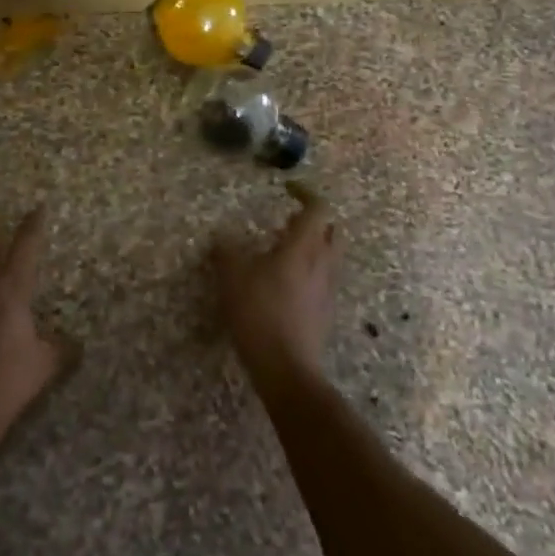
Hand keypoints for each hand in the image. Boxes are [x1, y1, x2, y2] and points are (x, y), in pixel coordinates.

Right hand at [212, 183, 338, 387]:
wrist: (286, 367)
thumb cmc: (259, 312)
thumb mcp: (232, 277)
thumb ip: (226, 252)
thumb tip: (221, 238)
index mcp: (303, 247)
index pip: (318, 208)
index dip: (305, 193)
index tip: (287, 188)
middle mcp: (322, 263)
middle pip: (332, 230)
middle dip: (315, 219)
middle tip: (288, 220)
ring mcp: (328, 289)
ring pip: (330, 255)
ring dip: (313, 245)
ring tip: (284, 250)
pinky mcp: (325, 311)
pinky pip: (324, 278)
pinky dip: (310, 269)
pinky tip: (286, 282)